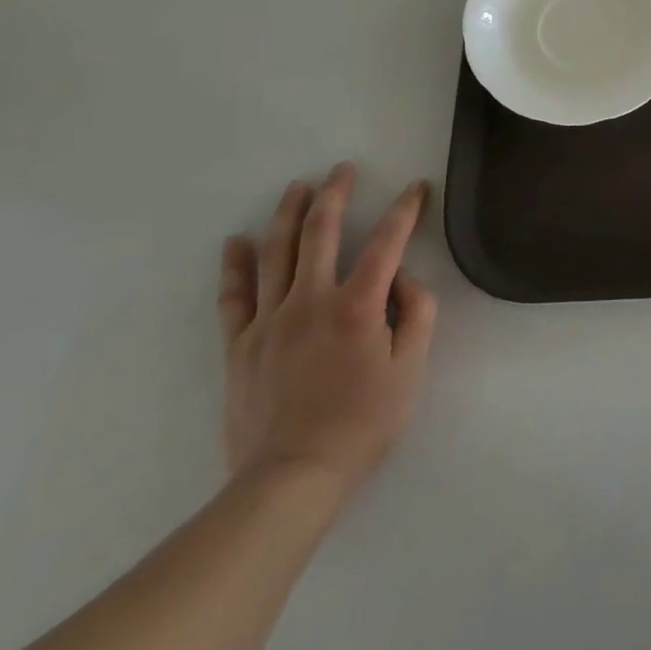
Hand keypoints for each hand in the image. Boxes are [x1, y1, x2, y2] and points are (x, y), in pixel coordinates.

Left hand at [218, 165, 437, 498]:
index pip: (387, 241)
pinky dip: (235, 266)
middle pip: (321, 231)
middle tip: (342, 169)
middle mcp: (311, 300)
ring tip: (298, 187)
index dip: (405, 209)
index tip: (416, 187)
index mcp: (357, 305)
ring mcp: (270, 320)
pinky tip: (237, 241)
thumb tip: (401, 278)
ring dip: (288, 213)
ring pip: (276, 252)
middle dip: (335, 193)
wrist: (290, 480)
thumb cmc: (362, 424)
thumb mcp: (411, 369)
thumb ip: (416, 313)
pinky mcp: (240, 345)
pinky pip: (234, 297)